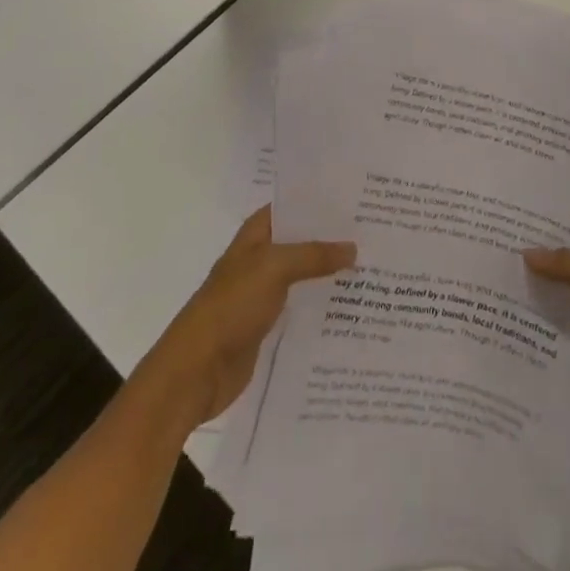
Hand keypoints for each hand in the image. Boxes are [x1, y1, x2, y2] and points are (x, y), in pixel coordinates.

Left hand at [142, 207, 355, 432]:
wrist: (195, 372)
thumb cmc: (231, 307)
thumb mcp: (274, 268)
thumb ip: (314, 255)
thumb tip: (352, 248)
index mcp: (255, 235)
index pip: (292, 206)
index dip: (320, 200)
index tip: (357, 198)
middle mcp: (260, 259)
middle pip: (301, 240)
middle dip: (332, 237)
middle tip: (374, 231)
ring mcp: (263, 293)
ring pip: (304, 274)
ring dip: (330, 272)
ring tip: (372, 265)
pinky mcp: (268, 326)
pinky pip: (301, 307)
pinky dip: (322, 304)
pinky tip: (352, 305)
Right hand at [523, 247, 569, 448]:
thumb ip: (566, 263)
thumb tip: (527, 254)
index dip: (566, 238)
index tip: (529, 230)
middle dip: (550, 272)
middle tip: (507, 257)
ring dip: (545, 307)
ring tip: (502, 290)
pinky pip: (567, 346)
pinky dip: (547, 340)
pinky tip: (513, 329)